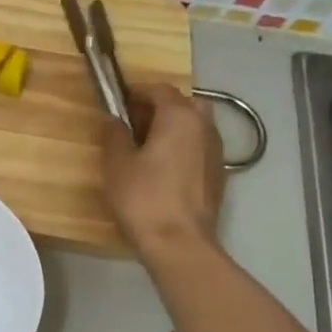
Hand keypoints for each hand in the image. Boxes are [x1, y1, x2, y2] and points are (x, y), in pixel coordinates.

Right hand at [102, 85, 226, 271]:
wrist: (179, 242)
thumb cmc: (143, 198)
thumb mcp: (117, 164)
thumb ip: (114, 135)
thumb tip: (113, 119)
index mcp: (180, 117)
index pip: (160, 89)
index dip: (137, 92)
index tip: (118, 102)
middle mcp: (204, 127)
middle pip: (185, 103)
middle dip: (161, 107)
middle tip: (135, 123)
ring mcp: (216, 151)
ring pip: (196, 126)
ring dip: (174, 128)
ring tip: (148, 147)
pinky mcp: (218, 175)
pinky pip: (200, 148)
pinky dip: (183, 148)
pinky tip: (164, 169)